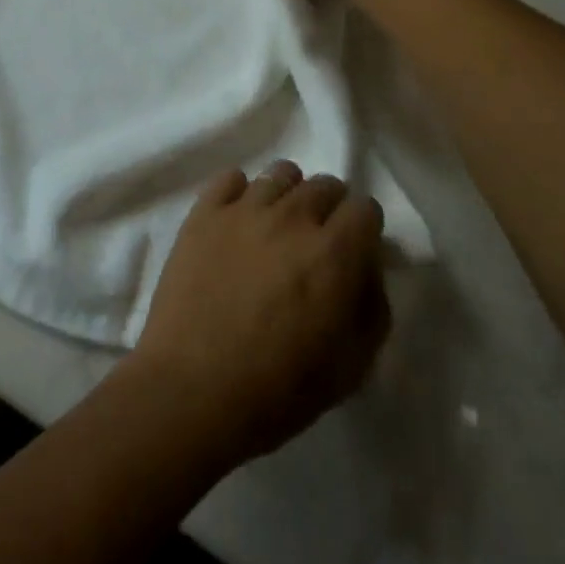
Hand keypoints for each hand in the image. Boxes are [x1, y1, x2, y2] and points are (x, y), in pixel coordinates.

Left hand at [124, 162, 389, 469]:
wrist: (191, 390)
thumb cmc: (277, 389)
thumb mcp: (351, 366)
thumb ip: (372, 308)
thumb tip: (366, 270)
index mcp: (334, 253)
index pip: (366, 207)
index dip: (364, 229)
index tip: (355, 251)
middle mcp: (292, 217)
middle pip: (325, 184)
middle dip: (330, 209)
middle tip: (316, 242)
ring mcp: (244, 209)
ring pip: (280, 173)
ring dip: (288, 195)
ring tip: (276, 227)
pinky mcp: (204, 212)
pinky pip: (230, 178)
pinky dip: (240, 193)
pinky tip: (237, 222)